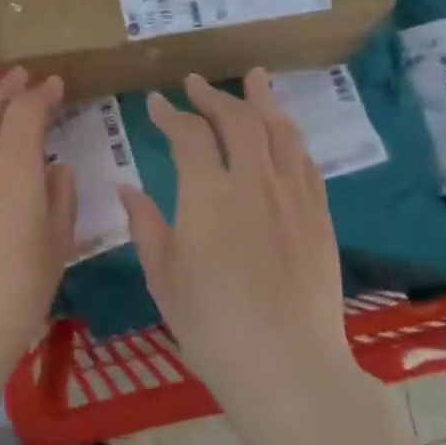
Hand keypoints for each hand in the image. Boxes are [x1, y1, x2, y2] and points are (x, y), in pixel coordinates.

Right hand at [118, 71, 354, 418]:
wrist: (286, 366)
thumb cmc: (211, 325)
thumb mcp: (163, 276)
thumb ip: (145, 224)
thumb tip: (127, 187)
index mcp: (208, 195)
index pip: (189, 135)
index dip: (169, 114)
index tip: (155, 104)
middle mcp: (254, 182)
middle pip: (238, 120)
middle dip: (213, 95)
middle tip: (195, 83)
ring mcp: (292, 196)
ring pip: (280, 131)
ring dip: (262, 101)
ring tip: (253, 79)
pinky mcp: (318, 215)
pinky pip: (305, 161)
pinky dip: (289, 137)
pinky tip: (283, 133)